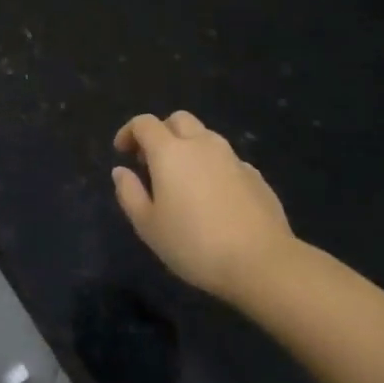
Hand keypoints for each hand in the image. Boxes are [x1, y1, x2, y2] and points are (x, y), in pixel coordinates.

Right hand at [112, 111, 296, 301]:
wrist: (262, 262)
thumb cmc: (194, 244)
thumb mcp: (148, 225)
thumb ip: (129, 193)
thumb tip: (121, 171)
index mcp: (170, 152)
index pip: (144, 123)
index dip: (129, 132)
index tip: (122, 152)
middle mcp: (202, 144)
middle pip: (178, 120)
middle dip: (161, 132)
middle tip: (152, 162)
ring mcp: (233, 158)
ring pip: (205, 136)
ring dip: (188, 147)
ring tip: (183, 180)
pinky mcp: (255, 175)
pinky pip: (227, 159)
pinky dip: (212, 166)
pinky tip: (213, 197)